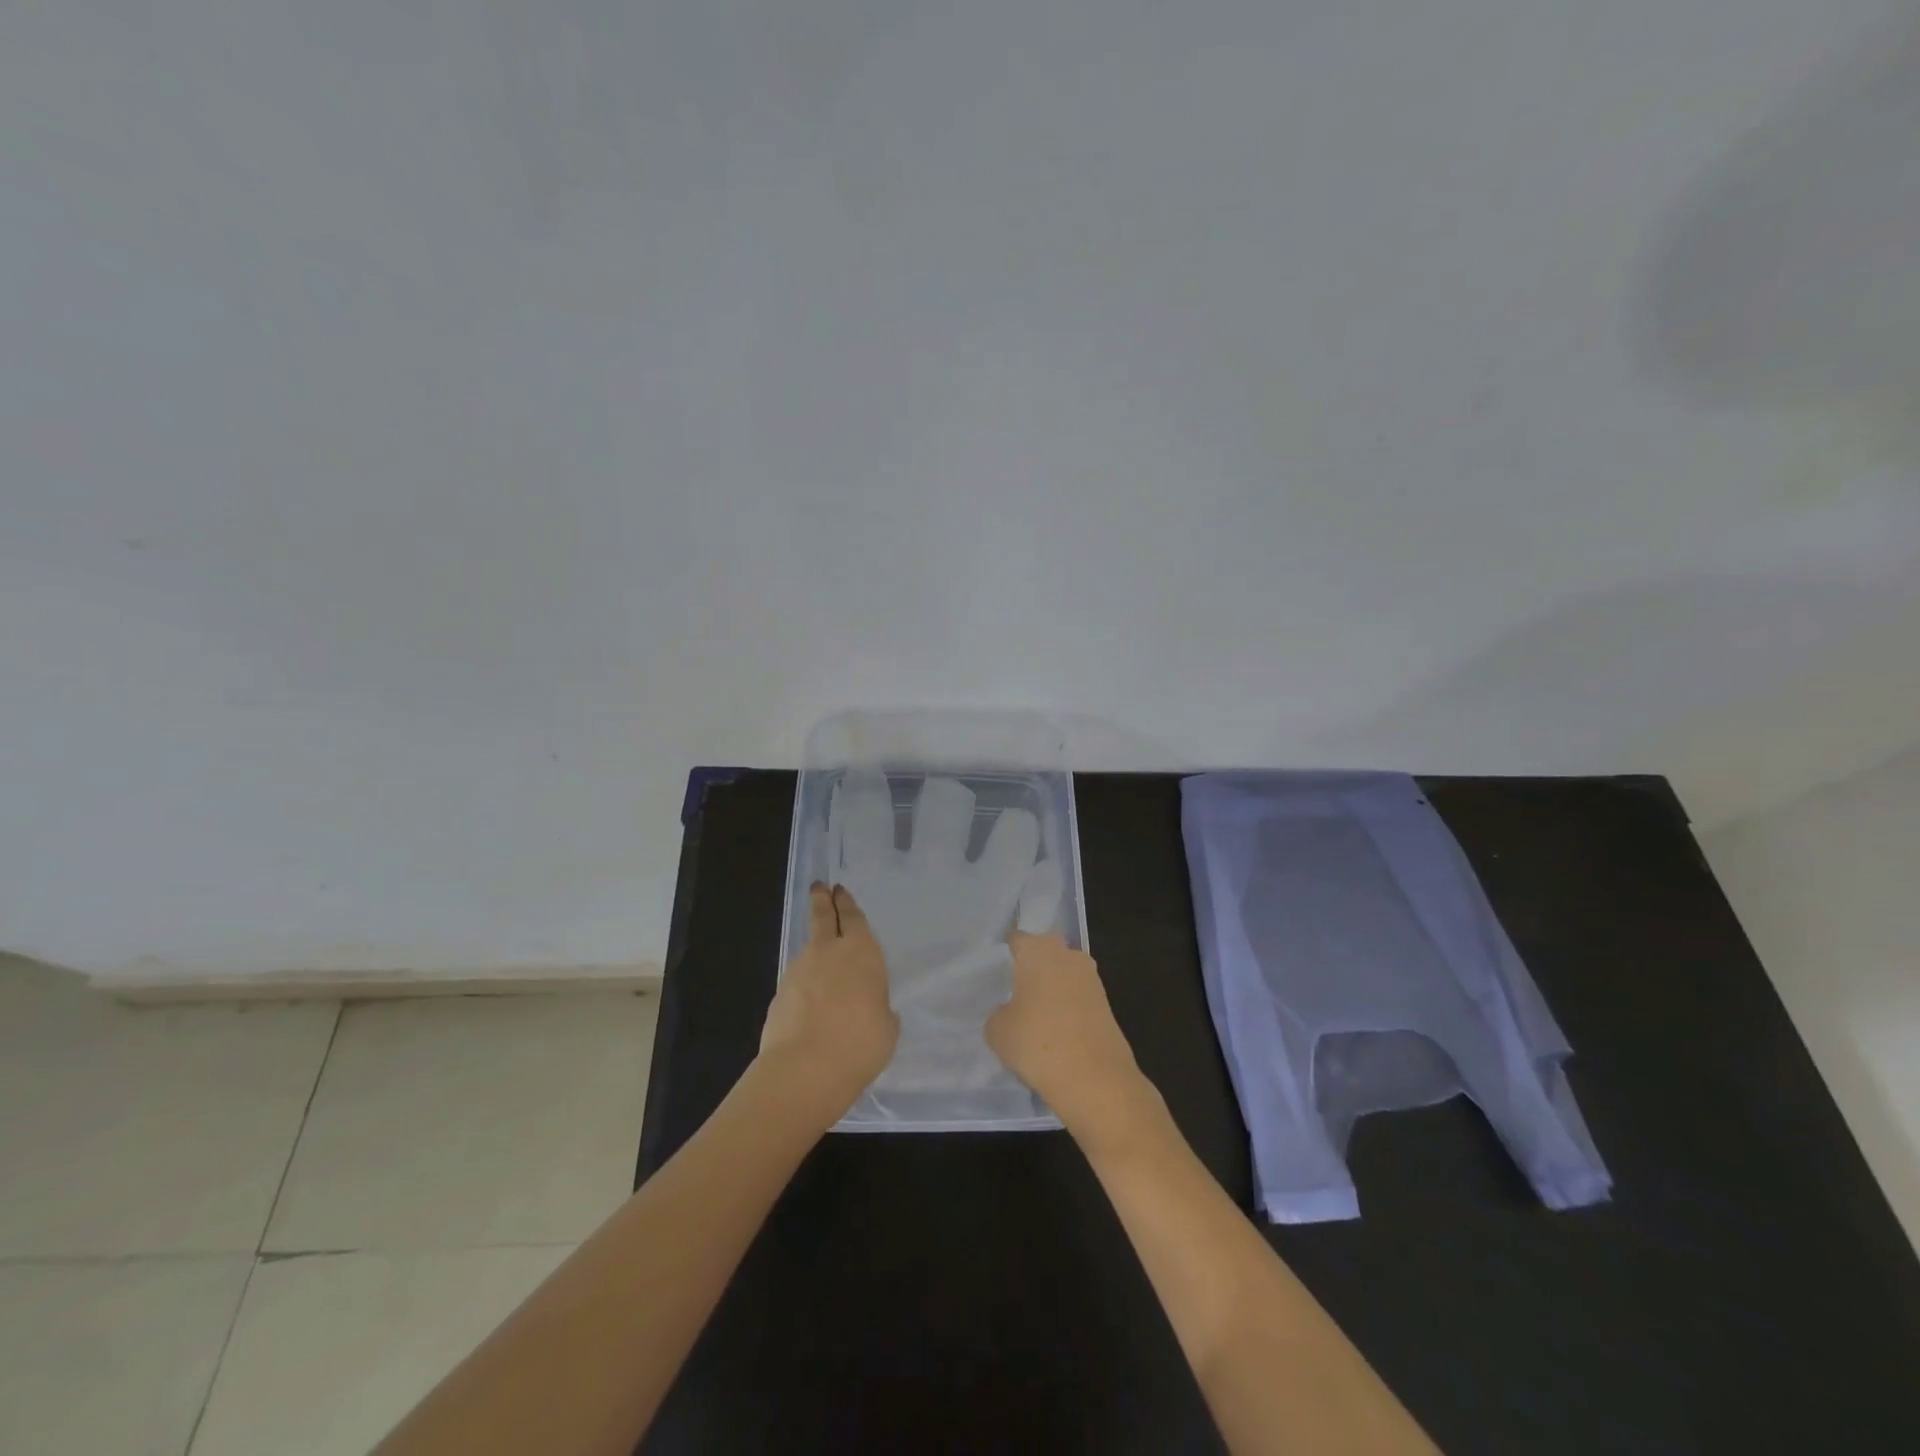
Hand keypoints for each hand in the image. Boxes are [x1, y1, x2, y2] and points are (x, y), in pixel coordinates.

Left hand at [758, 883, 899, 1125]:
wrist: (805, 1069)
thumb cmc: (860, 1044)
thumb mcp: (886, 1027)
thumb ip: (879, 1008)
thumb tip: (872, 1008)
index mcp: (862, 952)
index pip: (853, 918)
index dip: (846, 903)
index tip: (838, 890)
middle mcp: (829, 952)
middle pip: (823, 917)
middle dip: (822, 900)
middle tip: (819, 887)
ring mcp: (799, 970)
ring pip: (808, 949)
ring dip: (814, 947)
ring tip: (820, 957)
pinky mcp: (779, 993)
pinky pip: (796, 979)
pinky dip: (803, 982)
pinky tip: (809, 1001)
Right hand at [985, 932, 1148, 1143]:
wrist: (1095, 1080)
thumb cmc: (1037, 1043)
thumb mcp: (998, 1030)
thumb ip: (999, 1013)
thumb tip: (1011, 1013)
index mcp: (1039, 950)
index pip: (1018, 939)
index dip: (1006, 953)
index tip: (995, 970)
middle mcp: (1069, 955)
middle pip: (1045, 953)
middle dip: (1032, 968)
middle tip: (1012, 991)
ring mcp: (1092, 980)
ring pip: (1064, 976)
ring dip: (1052, 990)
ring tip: (1032, 1017)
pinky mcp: (1107, 1006)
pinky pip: (1078, 999)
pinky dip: (1067, 1010)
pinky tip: (1054, 1033)